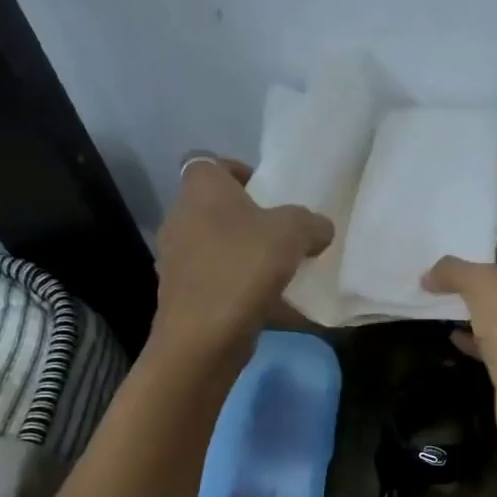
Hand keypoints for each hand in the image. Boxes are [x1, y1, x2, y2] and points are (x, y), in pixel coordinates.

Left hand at [149, 153, 332, 364]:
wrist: (204, 335)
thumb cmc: (244, 267)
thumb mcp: (294, 233)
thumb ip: (311, 223)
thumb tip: (319, 228)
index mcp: (201, 189)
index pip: (210, 162)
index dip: (240, 172)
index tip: (269, 193)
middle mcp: (180, 217)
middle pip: (217, 207)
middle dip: (249, 218)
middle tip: (284, 234)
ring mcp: (176, 257)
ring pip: (216, 243)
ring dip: (244, 252)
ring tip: (280, 269)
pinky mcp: (183, 292)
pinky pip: (217, 277)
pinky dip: (239, 283)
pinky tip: (267, 300)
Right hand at [423, 247, 496, 450]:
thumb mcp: (482, 286)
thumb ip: (455, 271)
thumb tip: (431, 274)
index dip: (481, 257)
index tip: (449, 265)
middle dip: (480, 288)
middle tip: (443, 287)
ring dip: (480, 316)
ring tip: (445, 311)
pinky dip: (483, 342)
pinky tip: (456, 340)